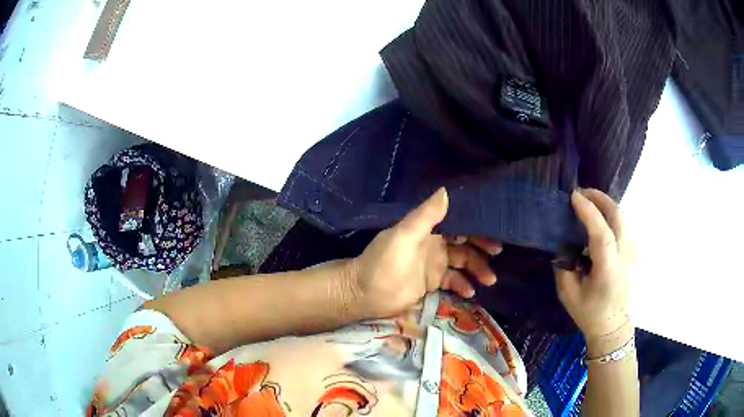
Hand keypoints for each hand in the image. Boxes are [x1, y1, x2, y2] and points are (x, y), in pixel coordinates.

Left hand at [345, 188, 501, 318]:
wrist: (364, 294)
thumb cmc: (382, 263)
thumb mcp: (403, 237)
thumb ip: (425, 216)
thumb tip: (447, 190)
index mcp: (428, 229)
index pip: (458, 222)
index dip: (476, 224)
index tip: (495, 228)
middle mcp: (434, 243)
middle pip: (465, 242)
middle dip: (482, 247)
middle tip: (497, 253)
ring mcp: (434, 264)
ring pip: (463, 262)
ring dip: (477, 269)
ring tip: (489, 280)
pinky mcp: (432, 282)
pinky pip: (454, 281)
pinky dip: (463, 285)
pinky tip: (469, 292)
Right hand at [555, 189, 634, 342]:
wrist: (612, 324)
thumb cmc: (589, 312)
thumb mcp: (568, 294)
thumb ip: (564, 266)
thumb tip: (563, 243)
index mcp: (608, 270)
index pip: (602, 234)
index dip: (589, 212)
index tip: (574, 197)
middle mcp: (624, 256)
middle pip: (618, 216)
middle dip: (599, 198)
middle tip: (581, 192)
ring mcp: (632, 252)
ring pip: (621, 217)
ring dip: (605, 204)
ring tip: (588, 202)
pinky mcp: (634, 250)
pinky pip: (622, 225)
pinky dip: (609, 215)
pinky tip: (598, 219)